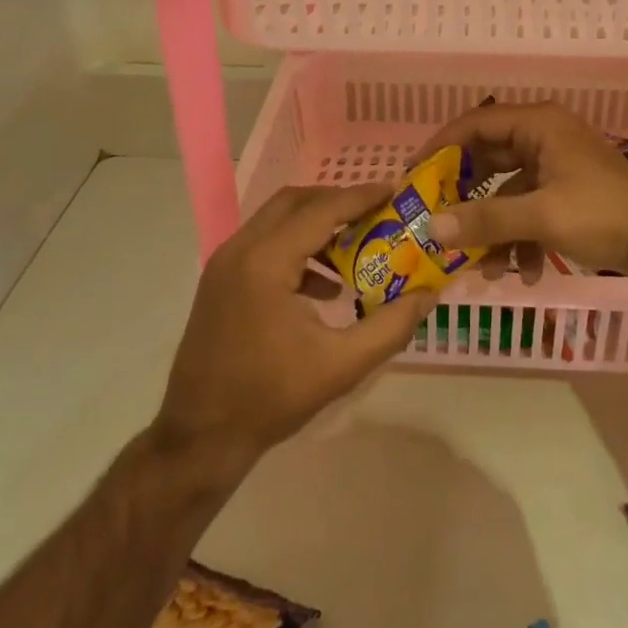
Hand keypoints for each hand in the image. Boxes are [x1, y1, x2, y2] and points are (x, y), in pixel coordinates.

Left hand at [152, 184, 433, 468]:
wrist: (199, 437)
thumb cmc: (270, 399)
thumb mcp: (340, 366)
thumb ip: (390, 327)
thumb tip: (429, 294)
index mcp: (266, 262)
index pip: (321, 210)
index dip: (360, 197)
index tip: (394, 190)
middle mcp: (240, 249)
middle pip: (295, 202)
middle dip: (338, 201)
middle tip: (376, 213)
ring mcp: (224, 263)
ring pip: (277, 220)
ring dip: (316, 224)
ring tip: (356, 246)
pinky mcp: (220, 280)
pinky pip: (264, 244)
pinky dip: (296, 246)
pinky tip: (324, 286)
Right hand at [418, 101, 627, 280]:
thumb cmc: (603, 213)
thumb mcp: (540, 216)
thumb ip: (485, 220)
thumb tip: (433, 228)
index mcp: (538, 125)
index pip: (475, 124)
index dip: (442, 147)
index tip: (414, 175)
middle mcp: (544, 138)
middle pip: (489, 160)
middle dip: (466, 198)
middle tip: (437, 220)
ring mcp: (556, 166)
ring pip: (508, 192)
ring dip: (495, 228)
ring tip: (484, 267)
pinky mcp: (567, 193)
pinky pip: (530, 209)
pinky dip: (521, 238)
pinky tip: (524, 273)